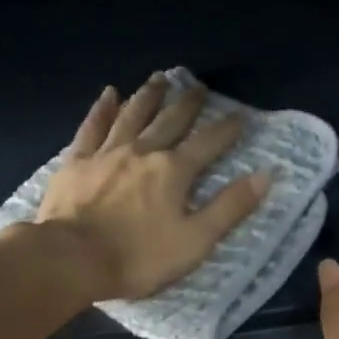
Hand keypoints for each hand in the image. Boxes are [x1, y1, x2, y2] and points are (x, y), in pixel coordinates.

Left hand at [30, 72, 271, 301]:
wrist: (72, 259)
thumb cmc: (138, 257)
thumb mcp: (195, 240)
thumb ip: (229, 208)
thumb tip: (266, 175)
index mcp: (174, 171)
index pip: (208, 143)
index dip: (227, 129)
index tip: (241, 115)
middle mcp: (143, 151)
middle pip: (170, 121)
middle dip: (188, 104)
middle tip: (199, 87)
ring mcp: (106, 153)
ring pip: (132, 115)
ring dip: (149, 96)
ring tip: (160, 78)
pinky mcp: (76, 161)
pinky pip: (92, 127)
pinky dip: (103, 109)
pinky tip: (109, 94)